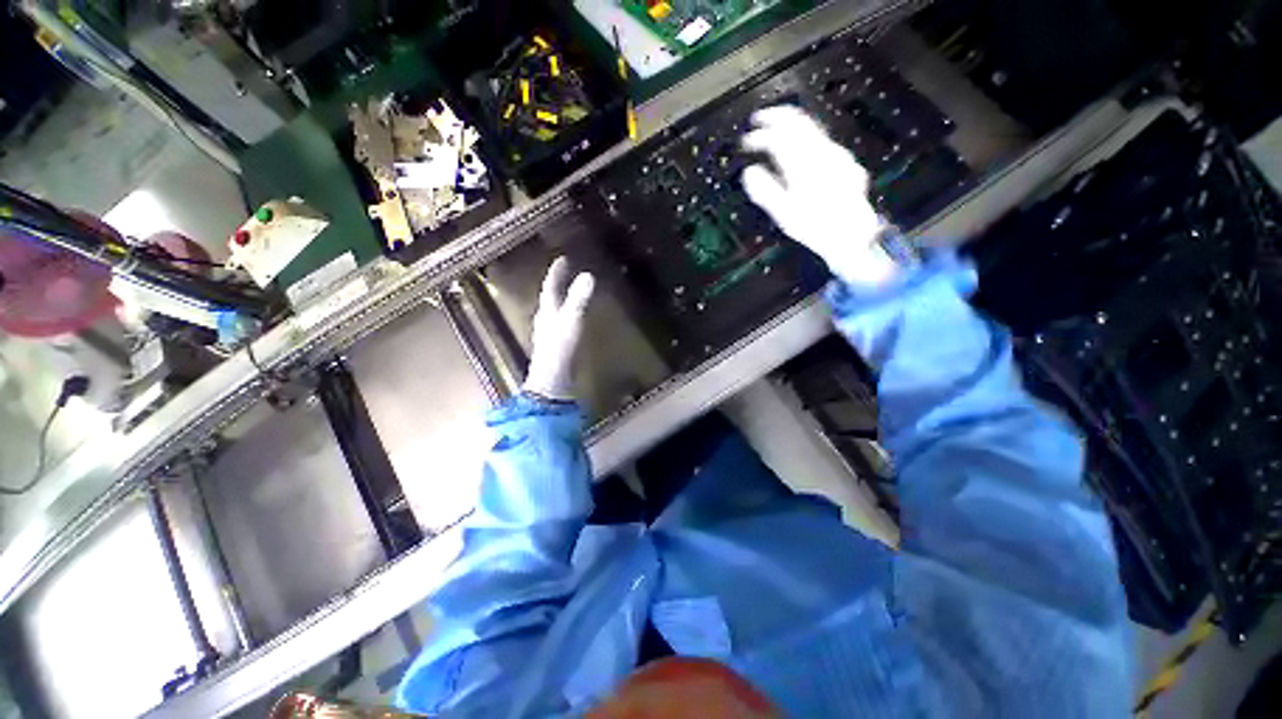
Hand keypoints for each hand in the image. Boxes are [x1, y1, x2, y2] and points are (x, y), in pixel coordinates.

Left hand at [524, 257, 595, 399]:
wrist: (552, 381)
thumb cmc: (560, 349)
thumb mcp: (571, 321)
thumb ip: (578, 300)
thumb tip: (588, 275)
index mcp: (547, 310)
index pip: (550, 286)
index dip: (556, 272)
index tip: (562, 258)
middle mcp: (545, 319)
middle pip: (550, 296)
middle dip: (557, 283)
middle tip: (567, 271)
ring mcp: (549, 333)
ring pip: (554, 309)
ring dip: (561, 298)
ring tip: (570, 290)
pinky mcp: (556, 345)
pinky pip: (560, 322)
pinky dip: (566, 314)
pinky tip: (572, 319)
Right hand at [741, 106, 898, 288]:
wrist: (853, 234)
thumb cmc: (814, 227)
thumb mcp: (784, 213)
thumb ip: (765, 190)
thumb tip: (749, 172)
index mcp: (802, 164)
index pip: (778, 138)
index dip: (760, 135)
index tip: (746, 140)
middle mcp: (821, 152)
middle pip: (798, 122)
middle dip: (777, 117)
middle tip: (760, 119)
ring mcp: (836, 154)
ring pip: (812, 128)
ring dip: (792, 125)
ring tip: (777, 129)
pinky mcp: (845, 161)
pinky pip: (821, 140)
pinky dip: (805, 137)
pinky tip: (800, 149)